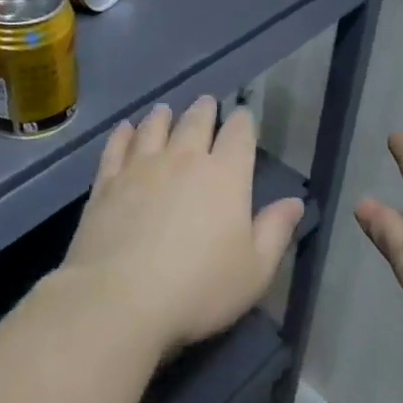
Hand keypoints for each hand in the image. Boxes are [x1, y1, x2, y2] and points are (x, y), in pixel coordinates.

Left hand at [61, 97, 304, 352]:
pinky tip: (125, 129)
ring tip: (165, 110)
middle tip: (206, 103)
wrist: (120, 299)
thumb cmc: (199, 288)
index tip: (243, 116)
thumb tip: (294, 202)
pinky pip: (117, 147)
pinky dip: (124, 134)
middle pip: (196, 122)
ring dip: (164, 116)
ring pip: (154, 128)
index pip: (239, 134)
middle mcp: (184, 160)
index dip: (243, 121)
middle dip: (205, 110)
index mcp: (226, 176)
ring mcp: (141, 168)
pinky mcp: (107, 183)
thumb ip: (275, 231)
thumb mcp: (254, 270)